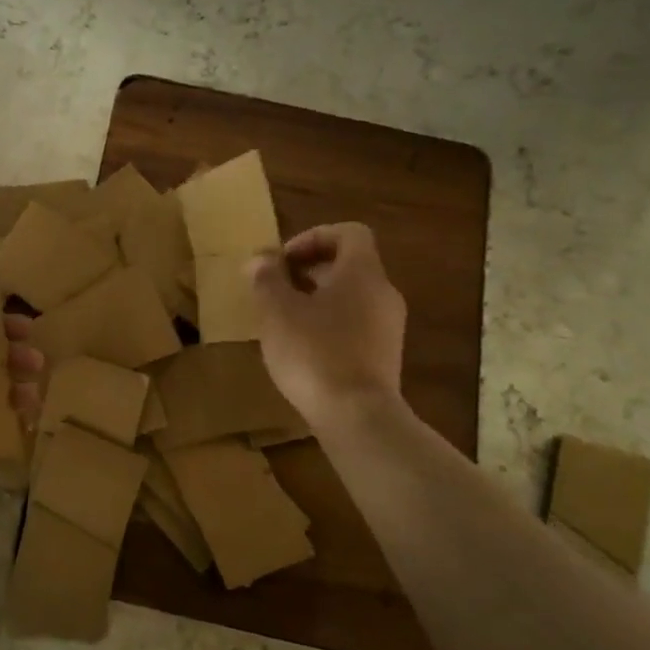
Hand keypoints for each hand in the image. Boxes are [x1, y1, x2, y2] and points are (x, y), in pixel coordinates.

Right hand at [248, 223, 407, 427]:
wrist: (356, 417)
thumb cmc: (314, 352)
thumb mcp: (276, 310)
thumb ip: (267, 278)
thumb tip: (261, 258)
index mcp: (362, 273)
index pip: (348, 233)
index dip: (313, 238)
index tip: (283, 261)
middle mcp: (383, 293)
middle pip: (349, 265)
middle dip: (309, 270)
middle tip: (276, 289)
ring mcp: (388, 327)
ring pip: (352, 297)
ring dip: (317, 299)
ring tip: (283, 321)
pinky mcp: (384, 356)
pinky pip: (355, 324)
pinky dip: (329, 325)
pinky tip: (302, 349)